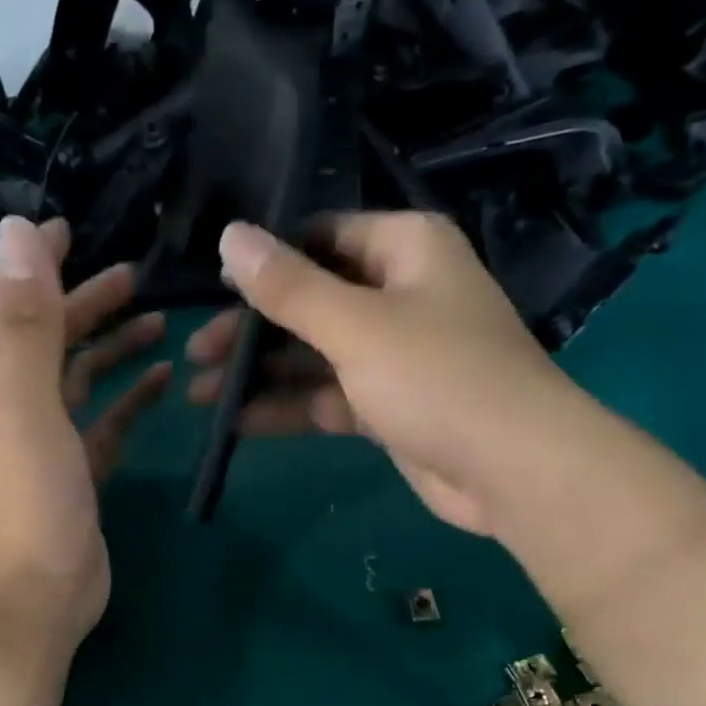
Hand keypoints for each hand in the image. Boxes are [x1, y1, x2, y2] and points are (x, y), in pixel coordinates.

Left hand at [0, 216, 169, 645]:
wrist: (41, 589)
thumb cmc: (33, 497)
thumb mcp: (27, 403)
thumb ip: (27, 322)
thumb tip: (19, 231)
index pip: (7, 301)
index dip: (33, 261)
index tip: (69, 226)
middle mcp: (17, 403)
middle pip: (49, 335)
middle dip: (85, 300)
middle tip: (135, 274)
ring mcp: (50, 440)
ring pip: (81, 377)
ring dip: (113, 346)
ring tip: (158, 322)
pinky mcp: (80, 472)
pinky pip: (107, 421)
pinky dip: (131, 398)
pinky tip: (163, 382)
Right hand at [188, 212, 568, 534]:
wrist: (510, 468)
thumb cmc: (437, 377)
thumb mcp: (356, 325)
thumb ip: (290, 287)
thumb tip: (230, 236)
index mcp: (405, 249)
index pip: (322, 237)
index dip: (266, 260)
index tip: (212, 287)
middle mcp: (400, 294)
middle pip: (312, 300)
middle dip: (253, 328)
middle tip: (195, 352)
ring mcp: (395, 355)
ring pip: (315, 355)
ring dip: (262, 374)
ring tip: (198, 392)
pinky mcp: (389, 407)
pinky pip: (328, 397)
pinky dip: (288, 408)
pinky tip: (236, 422)